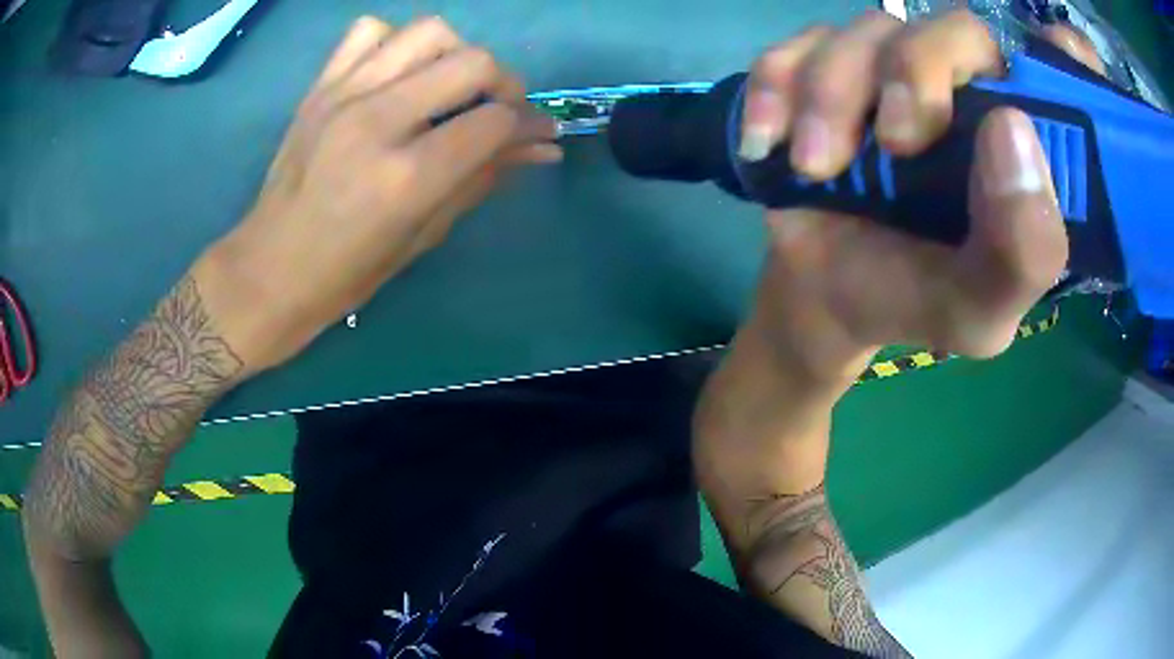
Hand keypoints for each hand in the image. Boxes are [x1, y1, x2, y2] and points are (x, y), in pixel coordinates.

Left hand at [195, 16, 560, 375]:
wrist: (269, 268)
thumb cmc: (347, 272)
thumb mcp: (424, 234)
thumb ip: (484, 179)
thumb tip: (540, 148)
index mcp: (406, 177)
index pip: (494, 121)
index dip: (530, 124)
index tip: (538, 134)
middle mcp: (377, 121)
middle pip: (472, 62)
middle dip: (503, 84)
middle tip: (497, 111)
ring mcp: (343, 95)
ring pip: (428, 32)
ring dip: (455, 55)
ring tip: (449, 87)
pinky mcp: (320, 86)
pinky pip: (370, 31)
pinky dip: (395, 43)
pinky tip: (397, 74)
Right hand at [736, 10, 1068, 384]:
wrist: (827, 300)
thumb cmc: (915, 302)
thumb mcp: (980, 313)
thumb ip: (1021, 253)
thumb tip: (1012, 131)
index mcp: (1024, 147)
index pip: (1063, 75)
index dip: (1066, 60)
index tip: (1054, 73)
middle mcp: (970, 91)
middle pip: (957, 27)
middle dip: (917, 70)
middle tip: (895, 143)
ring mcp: (893, 72)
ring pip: (869, 28)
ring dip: (833, 93)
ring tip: (816, 168)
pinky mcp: (826, 70)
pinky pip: (797, 45)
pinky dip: (776, 88)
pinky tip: (771, 144)